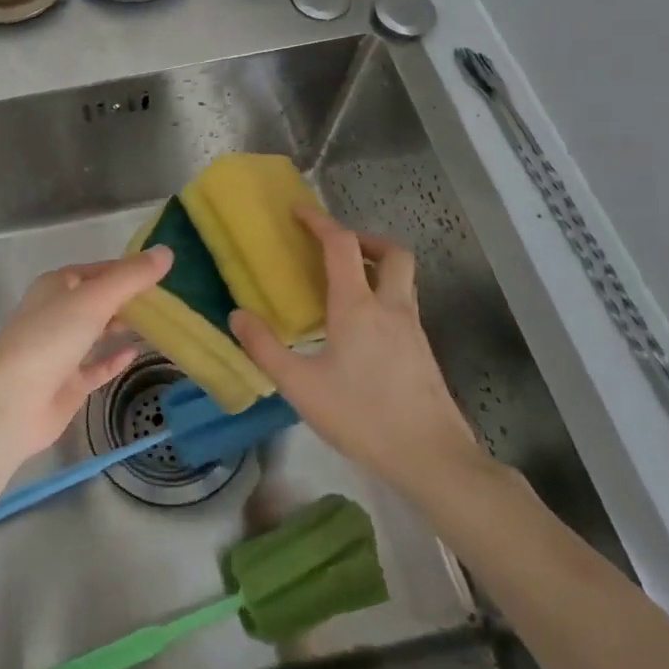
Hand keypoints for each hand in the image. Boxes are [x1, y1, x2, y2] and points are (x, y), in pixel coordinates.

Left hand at [0, 247, 172, 466]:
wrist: (12, 402)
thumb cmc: (51, 338)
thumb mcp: (95, 298)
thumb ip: (131, 277)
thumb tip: (167, 251)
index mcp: (57, 285)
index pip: (100, 270)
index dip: (130, 269)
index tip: (164, 272)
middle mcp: (57, 313)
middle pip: (99, 300)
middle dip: (129, 299)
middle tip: (169, 300)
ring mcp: (61, 349)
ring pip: (97, 332)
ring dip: (122, 326)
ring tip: (160, 323)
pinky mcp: (67, 382)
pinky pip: (96, 366)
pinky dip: (114, 359)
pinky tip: (136, 353)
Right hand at [230, 207, 488, 496]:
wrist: (431, 457)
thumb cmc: (361, 416)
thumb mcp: (301, 386)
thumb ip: (265, 348)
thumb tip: (237, 315)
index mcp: (357, 306)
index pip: (341, 245)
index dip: (319, 221)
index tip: (298, 211)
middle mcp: (390, 306)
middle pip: (391, 252)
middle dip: (363, 239)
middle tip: (335, 248)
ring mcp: (412, 328)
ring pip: (402, 277)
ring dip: (376, 265)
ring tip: (345, 283)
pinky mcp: (422, 350)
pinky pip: (403, 304)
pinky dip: (383, 295)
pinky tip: (361, 328)